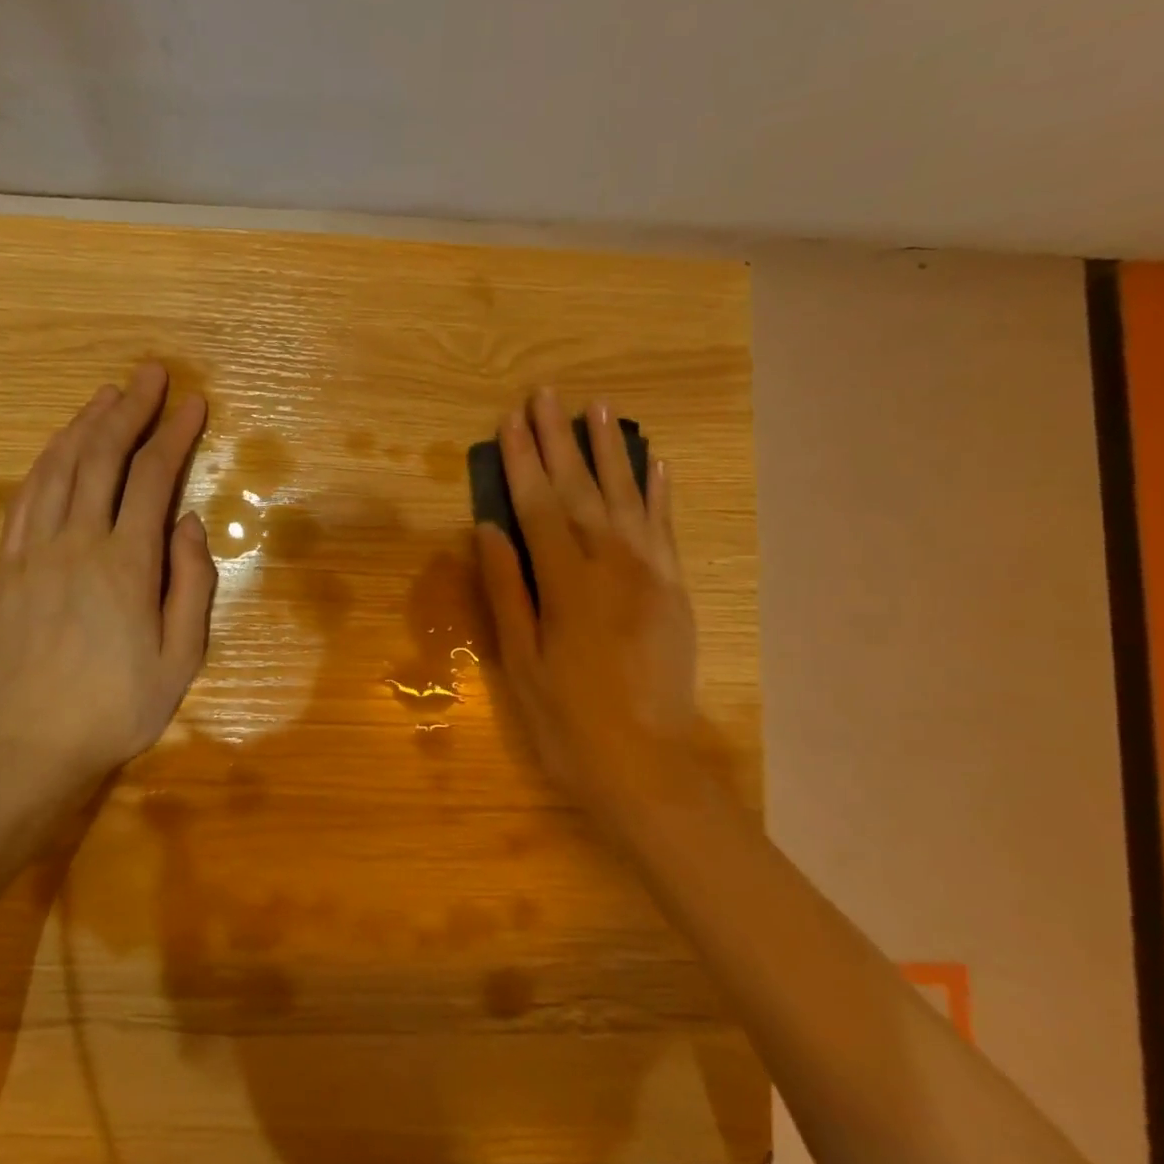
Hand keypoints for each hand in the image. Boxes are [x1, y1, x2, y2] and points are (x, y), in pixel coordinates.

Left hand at [0, 365, 215, 803]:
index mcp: (126, 565)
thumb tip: (189, 522)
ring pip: (58, 469)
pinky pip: (24, 499)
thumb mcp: (183, 656)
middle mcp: (77, 544)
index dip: (174, 435)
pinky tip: (60, 446)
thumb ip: (192, 583)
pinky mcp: (4, 568)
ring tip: (107, 396)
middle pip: (102, 458)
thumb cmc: (121, 706)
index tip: (192, 403)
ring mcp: (32, 553)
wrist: (36, 748)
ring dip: (84, 425)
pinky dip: (45, 462)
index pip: (153, 479)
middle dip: (130, 410)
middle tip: (150, 374)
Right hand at [475, 389, 697, 813]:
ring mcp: (652, 576)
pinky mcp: (675, 590)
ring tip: (600, 408)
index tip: (511, 418)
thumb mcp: (521, 664)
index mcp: (569, 586)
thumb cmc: (569, 723)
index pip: (539, 507)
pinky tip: (656, 461)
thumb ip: (507, 590)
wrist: (649, 769)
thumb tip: (488, 529)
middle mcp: (614, 567)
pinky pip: (666, 529)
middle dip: (560, 440)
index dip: (523, 461)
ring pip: (628, 498)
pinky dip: (660, 492)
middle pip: (582, 490)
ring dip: (611, 451)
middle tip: (547, 394)